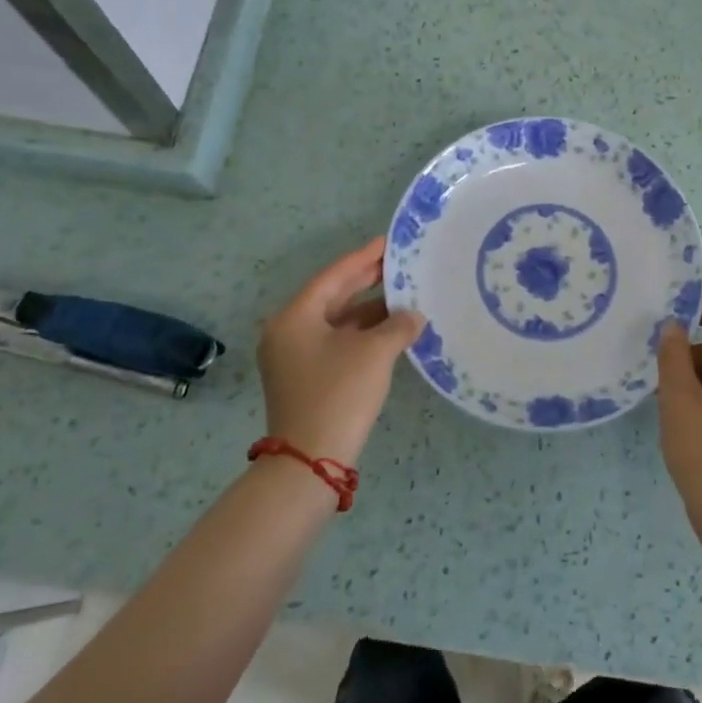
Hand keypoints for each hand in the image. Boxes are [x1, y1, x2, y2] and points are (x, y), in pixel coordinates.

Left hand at [256, 237, 423, 466]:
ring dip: (368, 311)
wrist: (311, 460)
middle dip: (366, 282)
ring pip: (336, 322)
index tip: (388, 243)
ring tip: (403, 297)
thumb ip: (398, 326)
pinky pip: (336, 343)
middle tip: (398, 265)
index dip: (363, 258)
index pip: (333, 276)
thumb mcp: (374, 353)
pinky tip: (390, 332)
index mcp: (295, 317)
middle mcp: (288, 332)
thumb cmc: (339, 394)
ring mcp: (293, 357)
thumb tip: (414, 316)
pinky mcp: (305, 378)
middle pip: (331, 297)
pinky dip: (362, 335)